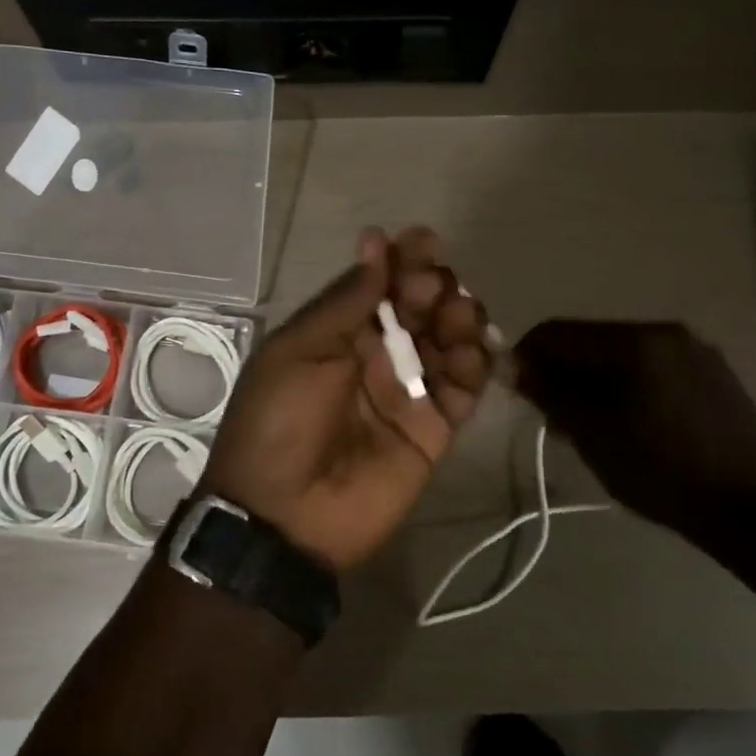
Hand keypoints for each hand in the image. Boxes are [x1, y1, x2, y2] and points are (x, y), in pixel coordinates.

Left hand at [201, 227, 493, 570]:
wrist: (284, 515)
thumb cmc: (280, 421)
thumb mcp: (299, 351)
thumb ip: (345, 301)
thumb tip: (375, 243)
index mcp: (337, 335)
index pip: (379, 285)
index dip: (402, 261)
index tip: (422, 240)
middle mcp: (376, 357)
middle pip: (419, 308)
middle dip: (432, 286)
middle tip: (431, 286)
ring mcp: (407, 393)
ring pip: (448, 342)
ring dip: (459, 319)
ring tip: (456, 315)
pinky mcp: (433, 430)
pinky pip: (464, 390)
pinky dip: (475, 367)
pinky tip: (472, 353)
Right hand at [513, 320, 755, 532]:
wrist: (755, 509)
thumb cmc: (662, 469)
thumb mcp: (592, 433)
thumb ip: (551, 392)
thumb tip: (519, 368)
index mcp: (634, 340)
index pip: (558, 331)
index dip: (527, 356)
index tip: (515, 389)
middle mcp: (665, 332)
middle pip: (591, 341)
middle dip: (562, 371)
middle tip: (549, 414)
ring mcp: (695, 353)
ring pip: (622, 356)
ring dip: (593, 381)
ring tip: (586, 424)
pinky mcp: (714, 377)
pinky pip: (653, 370)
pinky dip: (627, 387)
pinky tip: (627, 423)